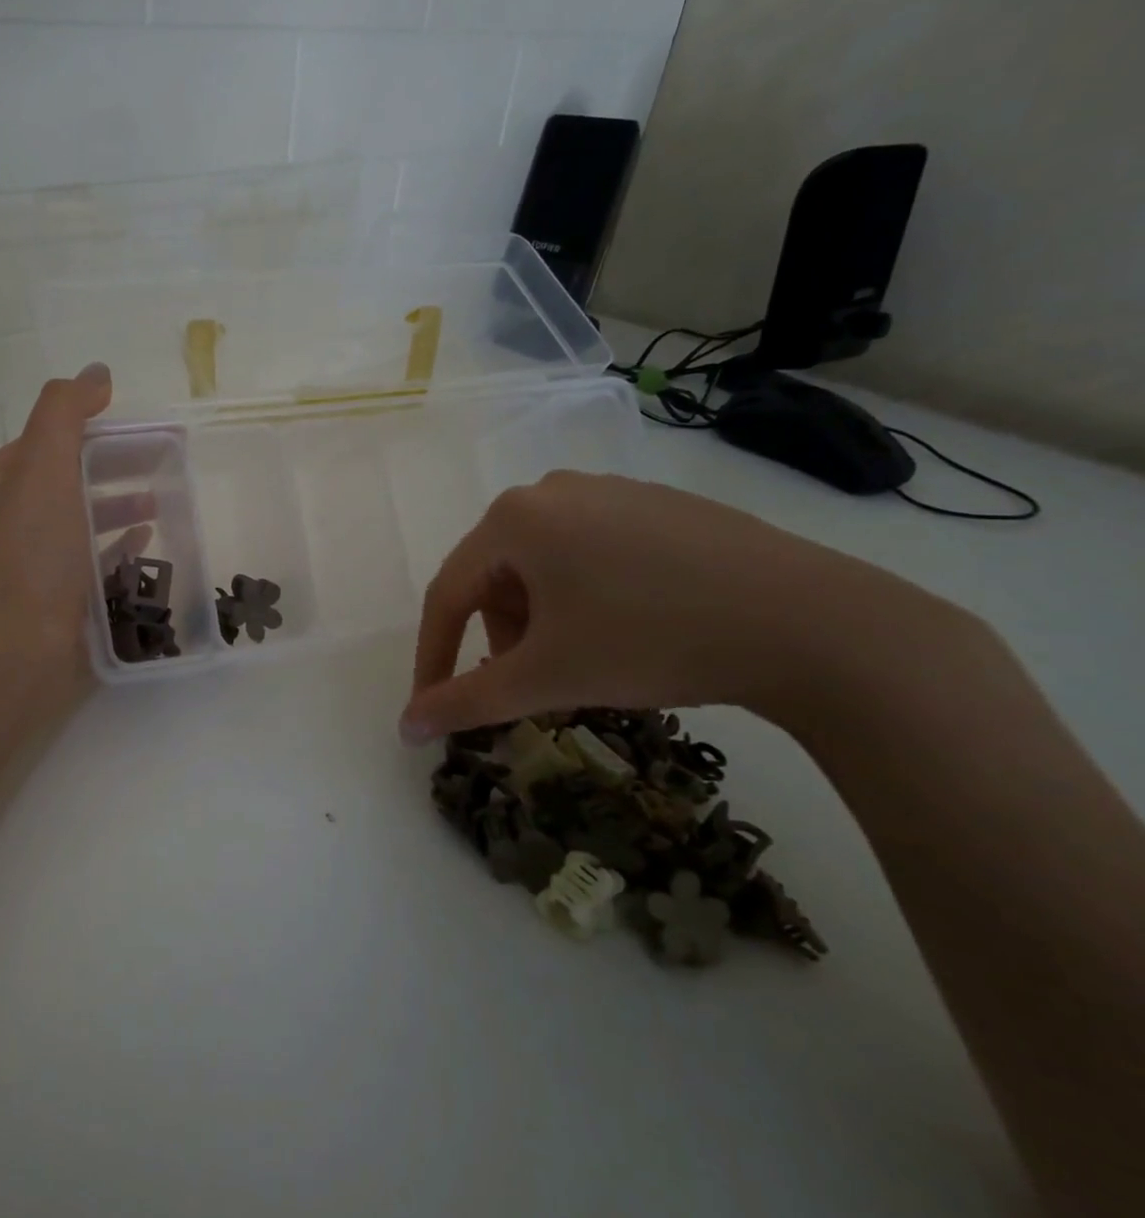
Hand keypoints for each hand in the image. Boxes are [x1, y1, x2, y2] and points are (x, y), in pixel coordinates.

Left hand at [0, 364, 151, 694]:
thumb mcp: (43, 468)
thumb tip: (97, 373)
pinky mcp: (63, 594)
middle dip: (120, 463)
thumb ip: (66, 413)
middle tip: (173, 461)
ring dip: (124, 502)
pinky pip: (98, 557)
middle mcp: (19, 514)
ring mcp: (40, 558)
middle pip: (77, 474)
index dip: (101, 424)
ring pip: (88, 516)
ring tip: (167, 500)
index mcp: (7, 478)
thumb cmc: (31, 555)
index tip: (151, 428)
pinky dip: (122, 542)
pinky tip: (150, 540)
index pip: (58, 434)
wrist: (17, 651)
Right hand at [400, 471, 950, 742]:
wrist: (812, 622)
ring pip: (542, 564)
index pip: (447, 594)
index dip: (432, 657)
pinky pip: (590, 551)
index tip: (431, 708)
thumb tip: (405, 728)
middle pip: (495, 576)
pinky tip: (627, 628)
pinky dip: (584, 596)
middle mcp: (551, 490)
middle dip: (500, 638)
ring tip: (581, 661)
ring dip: (541, 619)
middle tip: (528, 685)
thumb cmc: (651, 640)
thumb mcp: (546, 677)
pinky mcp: (658, 504)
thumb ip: (464, 702)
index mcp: (512, 518)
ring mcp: (610, 490)